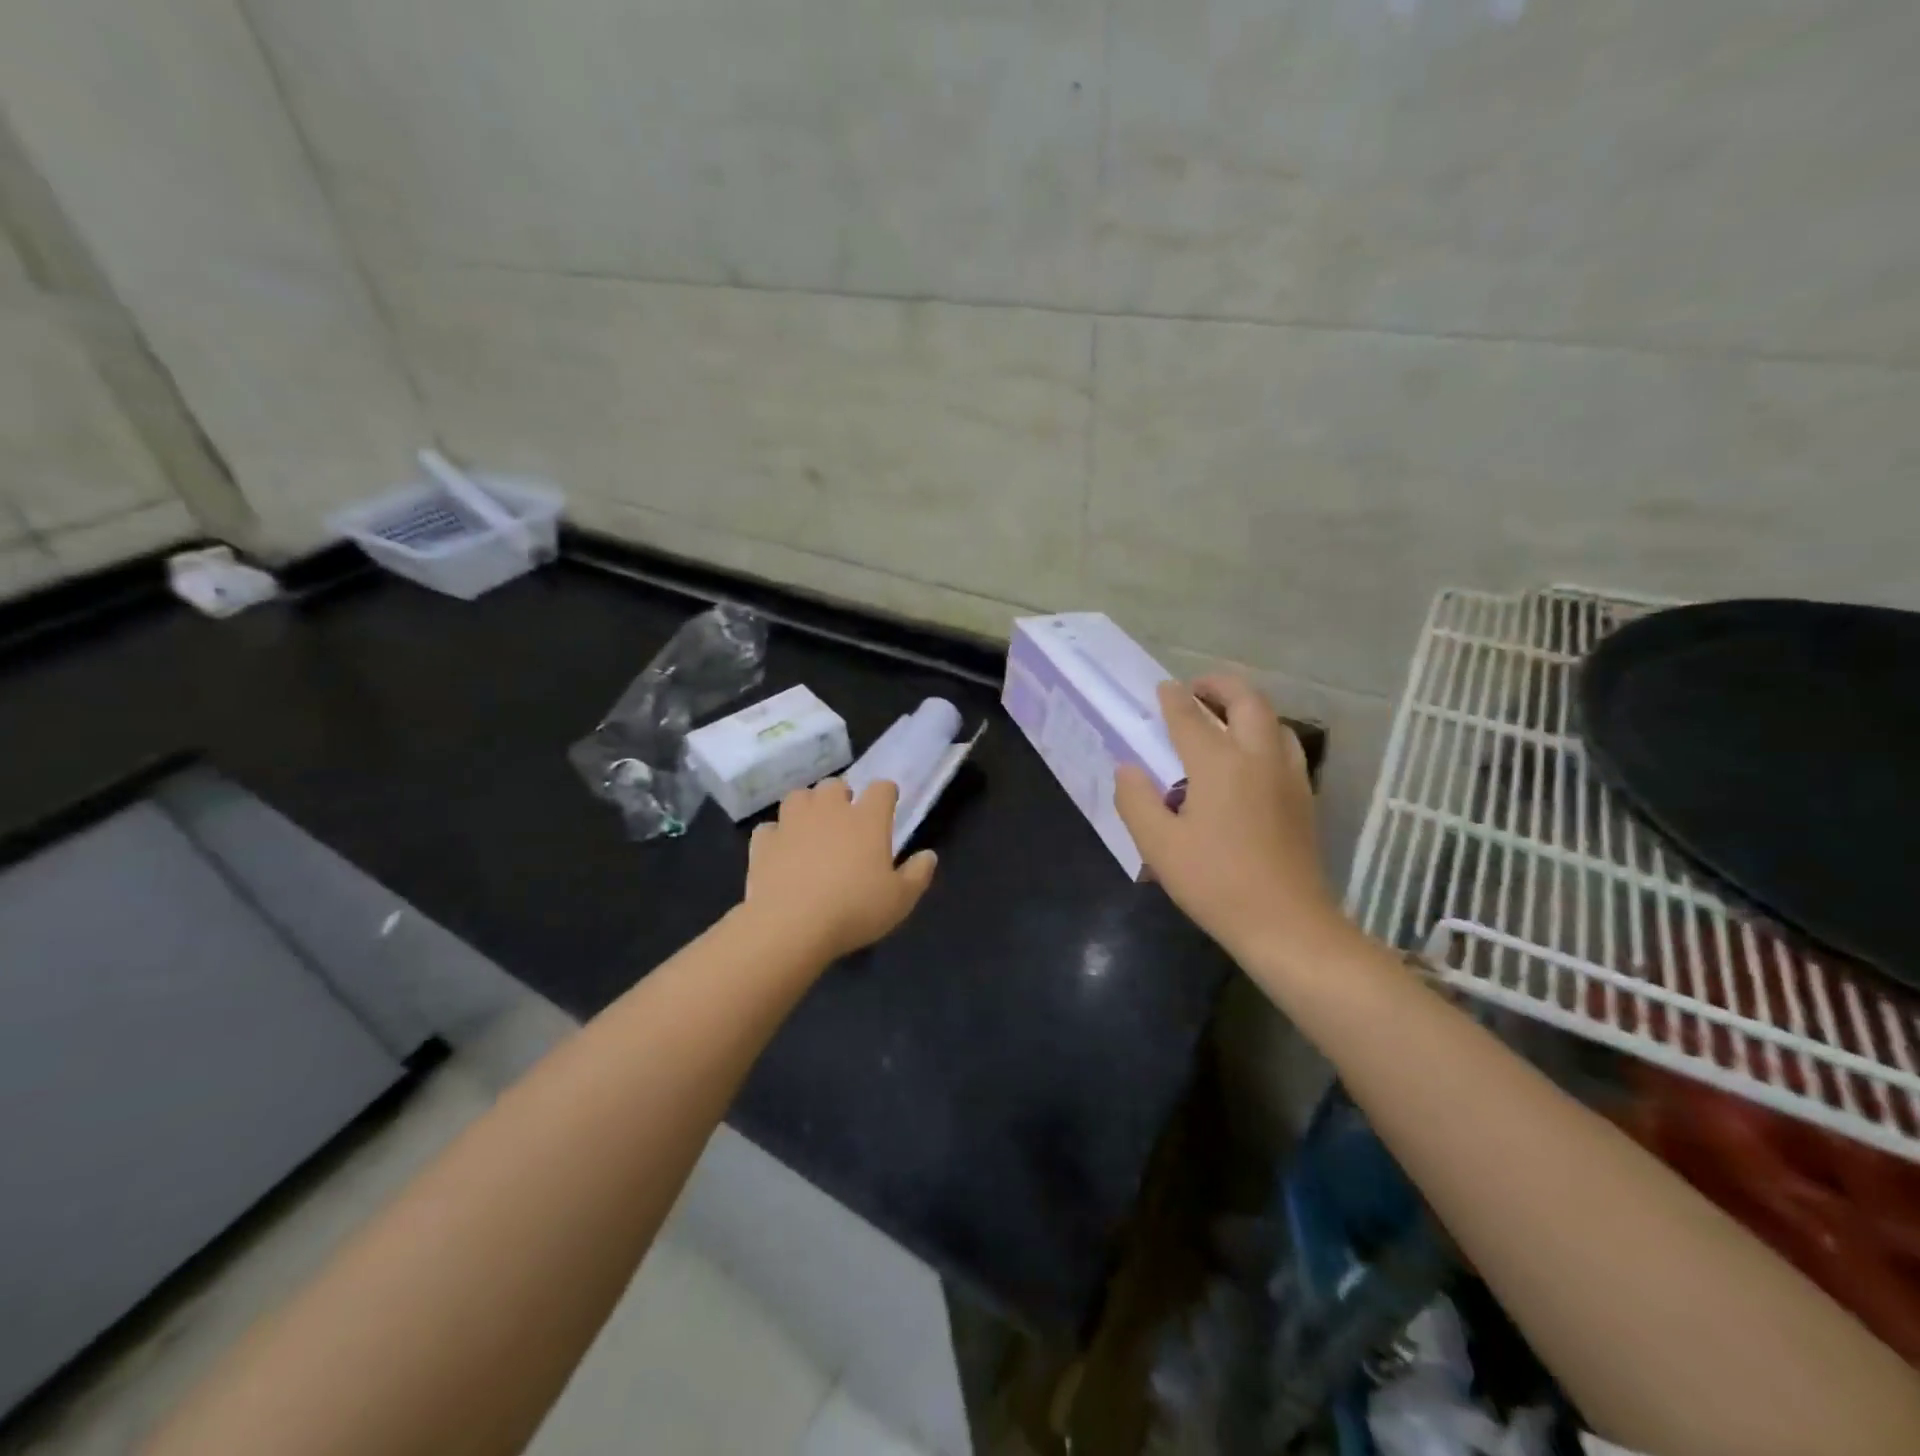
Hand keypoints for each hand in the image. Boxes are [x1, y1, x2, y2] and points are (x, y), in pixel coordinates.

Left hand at [741, 779, 936, 961]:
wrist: (791, 926)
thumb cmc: (854, 910)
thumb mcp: (900, 900)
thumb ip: (918, 874)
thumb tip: (929, 855)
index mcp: (867, 819)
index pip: (882, 788)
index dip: (886, 794)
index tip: (887, 805)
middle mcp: (829, 810)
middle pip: (835, 785)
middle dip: (841, 797)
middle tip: (846, 821)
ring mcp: (792, 823)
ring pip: (799, 796)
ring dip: (807, 807)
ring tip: (812, 828)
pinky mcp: (764, 842)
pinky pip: (769, 828)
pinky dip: (776, 835)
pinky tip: (781, 851)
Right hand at [1114, 676, 1349, 971]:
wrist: (1286, 923)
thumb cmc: (1214, 882)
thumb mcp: (1158, 845)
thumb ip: (1136, 800)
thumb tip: (1128, 769)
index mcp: (1218, 764)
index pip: (1191, 717)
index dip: (1173, 699)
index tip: (1163, 688)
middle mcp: (1258, 758)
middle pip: (1247, 701)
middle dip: (1221, 685)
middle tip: (1197, 690)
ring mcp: (1288, 776)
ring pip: (1274, 721)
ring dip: (1248, 708)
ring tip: (1224, 719)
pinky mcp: (1304, 797)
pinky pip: (1285, 747)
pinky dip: (1265, 734)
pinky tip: (1250, 760)